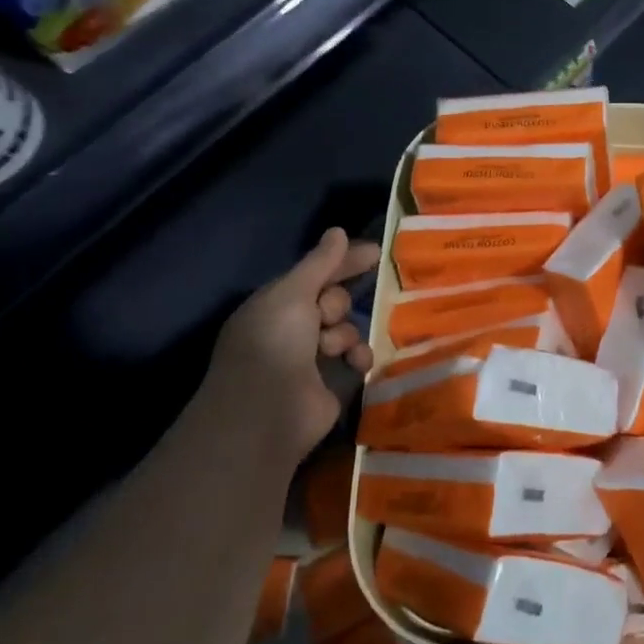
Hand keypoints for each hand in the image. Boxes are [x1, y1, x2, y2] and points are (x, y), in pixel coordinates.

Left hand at [200, 228, 379, 457]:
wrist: (267, 413)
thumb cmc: (274, 344)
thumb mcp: (293, 293)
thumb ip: (320, 263)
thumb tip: (338, 230)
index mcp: (276, 304)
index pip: (315, 273)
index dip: (344, 262)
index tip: (377, 252)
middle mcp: (292, 329)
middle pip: (335, 300)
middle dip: (337, 304)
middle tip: (326, 317)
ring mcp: (312, 358)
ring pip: (348, 329)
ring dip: (347, 334)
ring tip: (334, 348)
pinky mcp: (332, 383)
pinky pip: (358, 358)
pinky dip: (360, 357)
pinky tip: (357, 363)